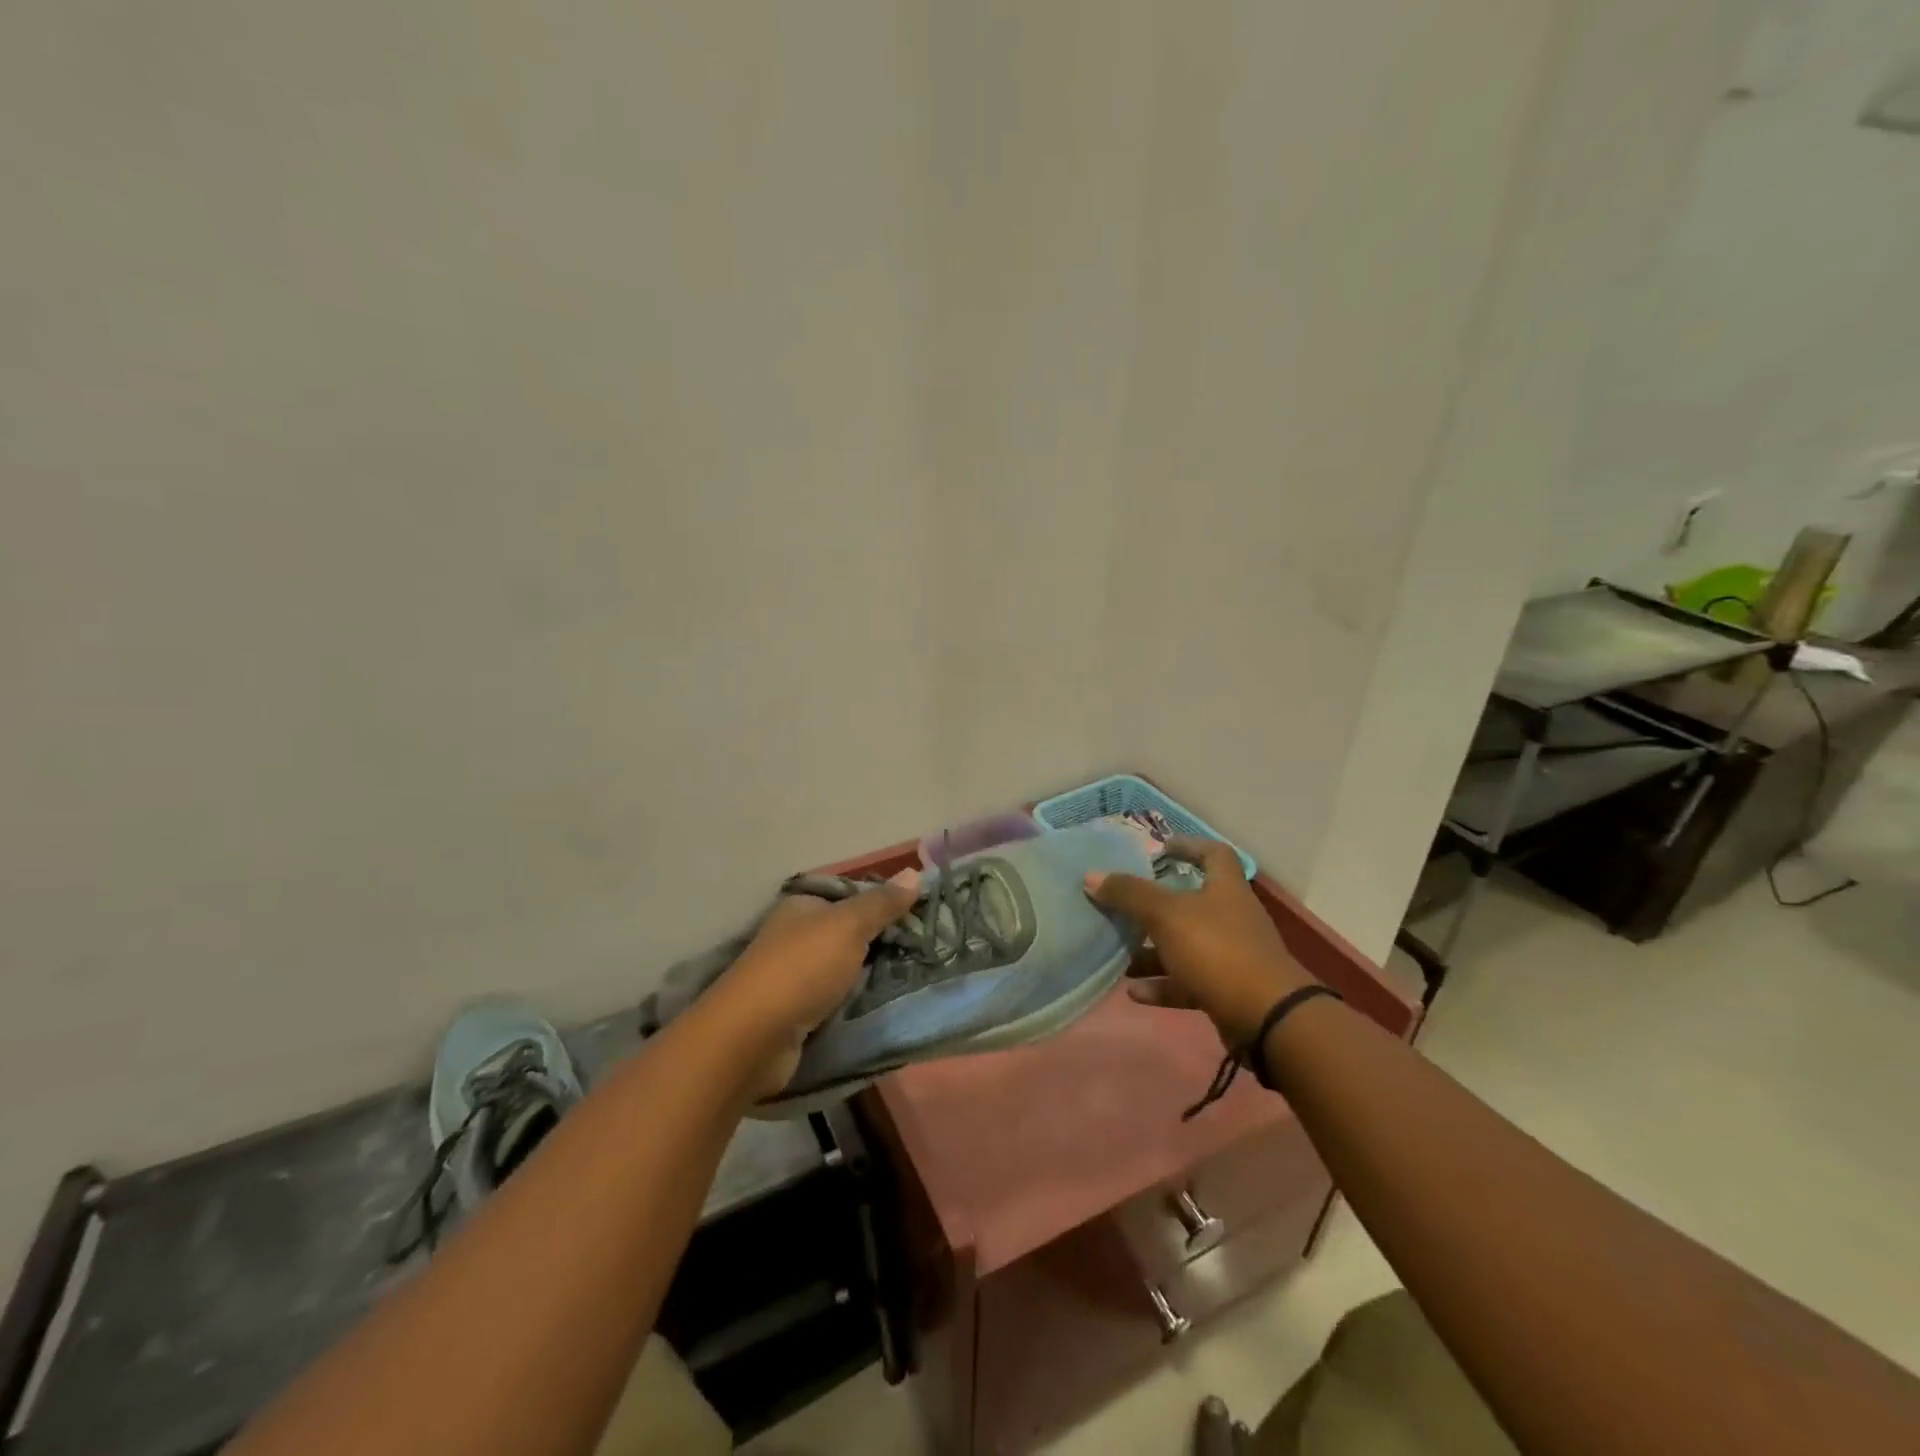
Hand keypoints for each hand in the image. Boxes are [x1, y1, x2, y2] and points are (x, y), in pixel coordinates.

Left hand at [715, 870, 919, 1096]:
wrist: (753, 1037)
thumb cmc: (802, 968)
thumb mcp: (848, 926)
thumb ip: (881, 903)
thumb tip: (914, 873)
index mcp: (802, 906)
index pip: (849, 895)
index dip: (883, 902)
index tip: (920, 915)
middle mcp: (795, 936)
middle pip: (848, 932)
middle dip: (881, 941)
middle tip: (923, 949)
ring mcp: (793, 976)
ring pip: (844, 968)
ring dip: (871, 975)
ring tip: (914, 978)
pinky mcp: (796, 1013)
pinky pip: (837, 1000)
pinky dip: (856, 1002)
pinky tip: (884, 1005)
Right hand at [1085, 838, 1311, 1047]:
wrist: (1267, 1018)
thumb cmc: (1217, 950)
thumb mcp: (1167, 915)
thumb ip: (1129, 894)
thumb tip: (1092, 876)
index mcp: (1225, 888)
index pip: (1213, 853)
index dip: (1187, 846)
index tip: (1157, 849)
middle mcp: (1231, 917)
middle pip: (1191, 902)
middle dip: (1154, 905)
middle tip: (1122, 905)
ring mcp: (1231, 956)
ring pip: (1185, 945)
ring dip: (1152, 951)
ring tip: (1117, 954)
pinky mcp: (1227, 991)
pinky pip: (1188, 982)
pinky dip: (1161, 985)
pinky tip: (1133, 992)